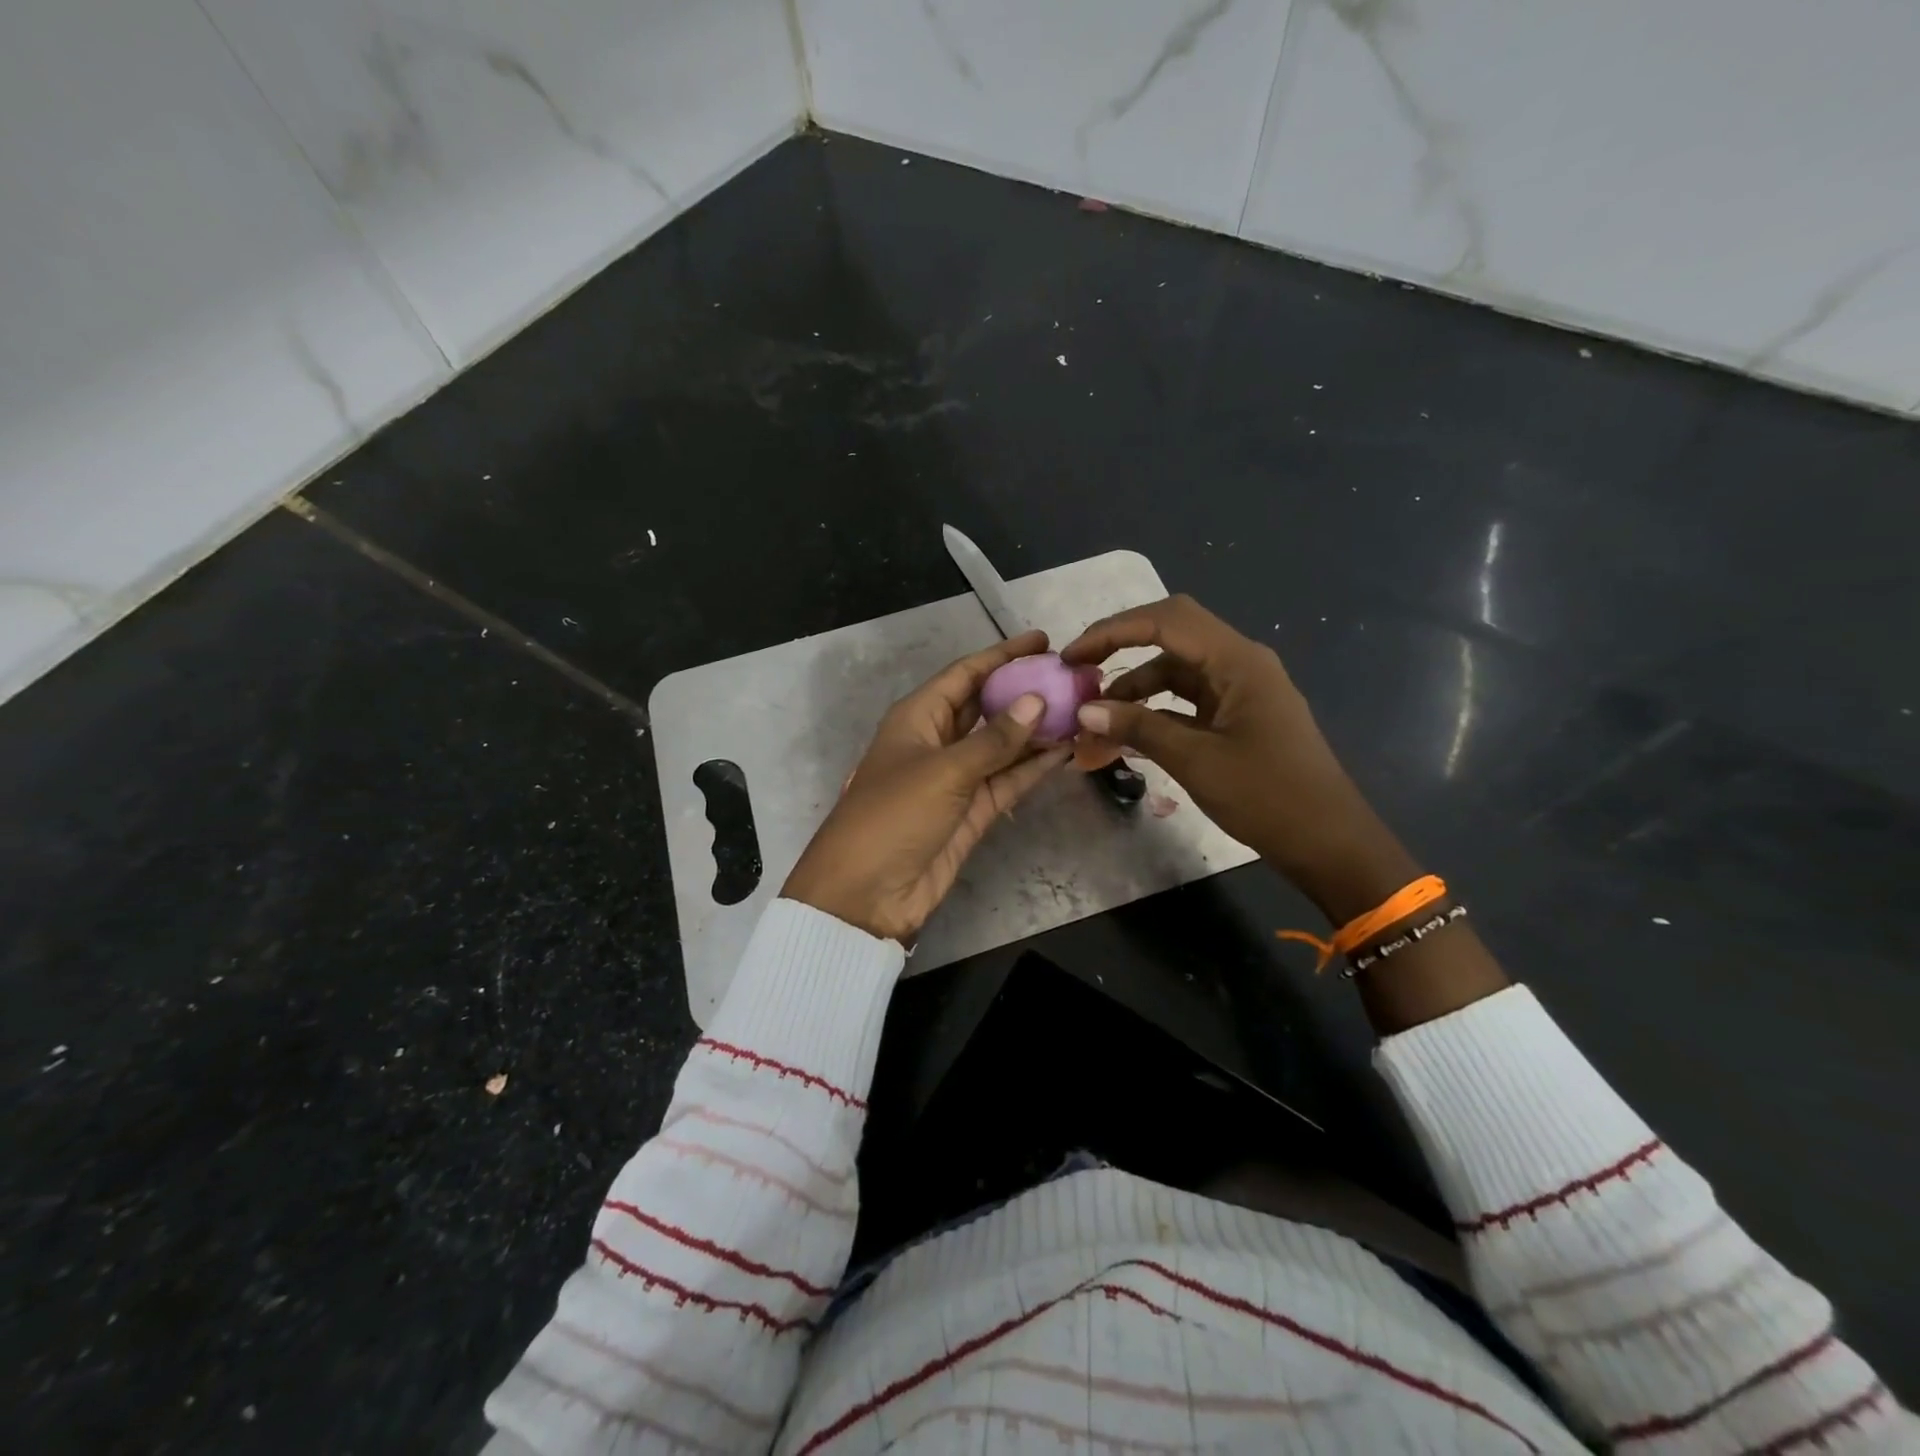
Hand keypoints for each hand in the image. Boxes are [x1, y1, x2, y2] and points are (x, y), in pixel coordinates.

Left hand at [782, 630, 1071, 944]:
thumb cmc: (893, 816)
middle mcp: (938, 740)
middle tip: (1071, 678)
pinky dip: (1033, 767)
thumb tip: (1037, 702)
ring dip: (1036, 730)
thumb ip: (993, 739)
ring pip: (1002, 744)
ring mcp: (956, 777)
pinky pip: (1007, 779)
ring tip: (1080, 710)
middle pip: (986, 705)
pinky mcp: (971, 811)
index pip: (965, 674)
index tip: (1043, 641)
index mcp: (917, 717)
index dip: (1002, 656)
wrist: (867, 894)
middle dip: (1024, 691)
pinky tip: (1066, 751)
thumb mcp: (942, 771)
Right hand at [1061, 597, 1419, 922]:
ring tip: (1095, 716)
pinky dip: (1154, 709)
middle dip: (1121, 646)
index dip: (1113, 631)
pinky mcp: (1237, 715)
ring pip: (1176, 670)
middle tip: (1079, 669)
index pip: (1166, 621)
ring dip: (1134, 685)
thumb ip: (1139, 728)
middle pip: (1171, 634)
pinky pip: (1187, 699)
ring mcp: (1240, 689)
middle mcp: (1240, 663)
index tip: (1072, 655)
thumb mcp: (1195, 761)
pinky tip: (1126, 732)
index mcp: (1238, 661)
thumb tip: (1086, 709)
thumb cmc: (1268, 797)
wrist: (1328, 842)